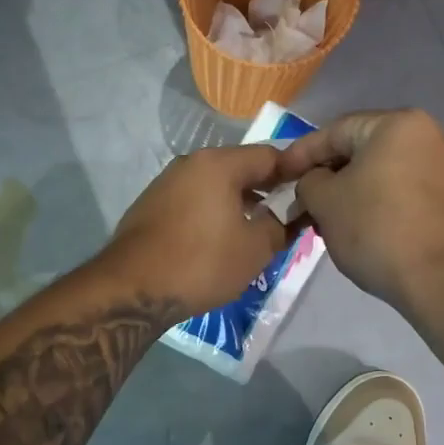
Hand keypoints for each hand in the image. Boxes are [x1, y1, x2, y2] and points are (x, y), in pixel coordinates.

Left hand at [105, 146, 290, 317]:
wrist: (133, 288)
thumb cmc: (202, 262)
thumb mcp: (256, 248)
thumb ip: (281, 224)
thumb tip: (291, 215)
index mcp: (219, 164)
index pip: (270, 156)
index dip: (295, 174)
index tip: (310, 195)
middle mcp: (191, 163)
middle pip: (240, 168)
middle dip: (266, 190)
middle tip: (286, 217)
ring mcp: (166, 183)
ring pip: (215, 186)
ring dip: (239, 203)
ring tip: (255, 232)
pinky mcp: (150, 206)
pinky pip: (194, 201)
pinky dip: (213, 213)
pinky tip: (219, 240)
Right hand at [275, 109, 443, 314]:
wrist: (443, 279)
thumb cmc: (378, 228)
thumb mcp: (325, 201)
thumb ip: (308, 182)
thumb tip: (314, 183)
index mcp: (395, 124)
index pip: (334, 131)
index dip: (299, 154)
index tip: (276, 176)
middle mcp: (423, 136)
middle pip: (357, 150)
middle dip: (323, 175)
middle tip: (297, 199)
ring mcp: (439, 168)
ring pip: (376, 173)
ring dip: (345, 193)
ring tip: (320, 218)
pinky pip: (396, 192)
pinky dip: (370, 204)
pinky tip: (352, 228)